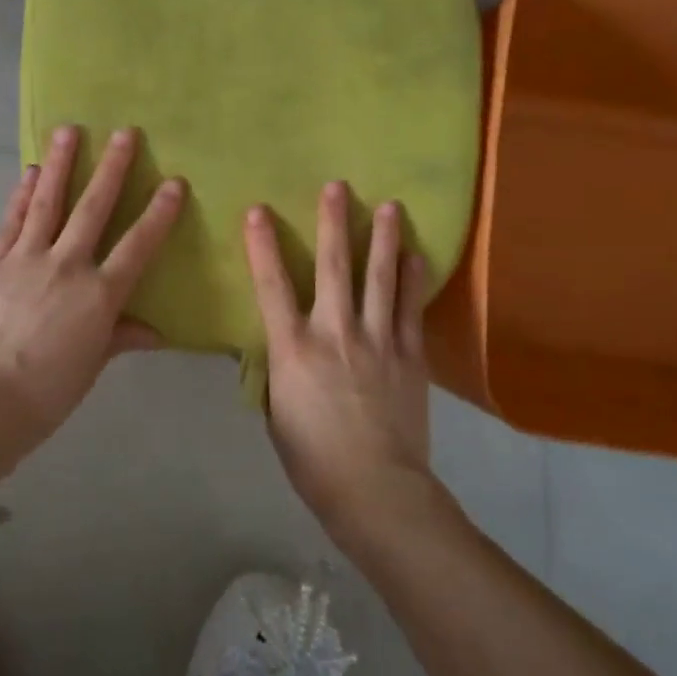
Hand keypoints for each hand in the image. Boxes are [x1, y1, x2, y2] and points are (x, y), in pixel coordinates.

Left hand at [0, 125, 183, 436]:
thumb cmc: (47, 392)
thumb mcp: (92, 364)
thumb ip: (121, 337)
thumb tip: (154, 332)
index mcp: (99, 295)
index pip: (137, 245)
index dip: (158, 213)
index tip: (174, 182)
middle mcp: (66, 266)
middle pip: (93, 209)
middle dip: (112, 168)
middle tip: (125, 132)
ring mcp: (25, 260)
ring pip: (47, 203)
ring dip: (61, 164)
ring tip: (68, 130)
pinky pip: (10, 222)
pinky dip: (21, 195)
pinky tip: (30, 173)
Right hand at [243, 181, 435, 538]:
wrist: (376, 489)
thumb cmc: (313, 458)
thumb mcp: (277, 413)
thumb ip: (279, 370)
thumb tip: (282, 346)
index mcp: (293, 348)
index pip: (271, 286)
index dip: (263, 246)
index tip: (259, 210)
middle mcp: (335, 332)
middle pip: (333, 267)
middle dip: (333, 223)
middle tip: (338, 186)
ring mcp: (377, 340)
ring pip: (380, 278)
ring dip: (383, 239)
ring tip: (390, 205)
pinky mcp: (409, 356)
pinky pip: (411, 309)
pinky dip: (414, 280)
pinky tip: (417, 255)